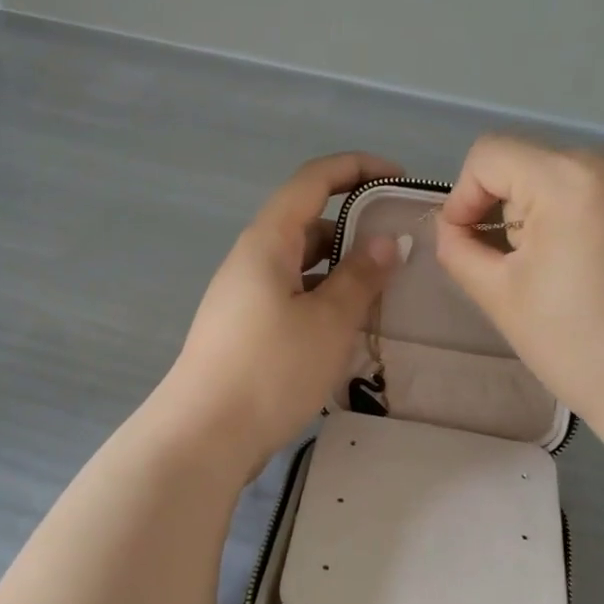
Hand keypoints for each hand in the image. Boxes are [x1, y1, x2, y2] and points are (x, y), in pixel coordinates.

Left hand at [157, 153, 400, 473]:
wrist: (203, 436)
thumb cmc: (269, 369)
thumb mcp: (327, 321)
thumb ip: (361, 276)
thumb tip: (386, 239)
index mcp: (267, 242)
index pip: (312, 180)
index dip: (356, 168)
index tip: (399, 179)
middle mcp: (251, 260)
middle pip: (307, 223)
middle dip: (354, 227)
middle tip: (399, 249)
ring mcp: (244, 297)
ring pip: (300, 266)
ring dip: (340, 270)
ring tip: (384, 292)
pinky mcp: (245, 330)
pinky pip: (291, 297)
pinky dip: (322, 300)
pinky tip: (348, 328)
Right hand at [435, 135, 603, 435]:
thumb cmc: (577, 349)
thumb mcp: (498, 297)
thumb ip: (458, 247)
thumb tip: (454, 224)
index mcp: (569, 181)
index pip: (491, 155)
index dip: (465, 196)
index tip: (472, 244)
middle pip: (539, 165)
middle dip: (519, 210)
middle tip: (531, 270)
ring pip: (585, 176)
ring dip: (565, 211)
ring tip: (581, 270)